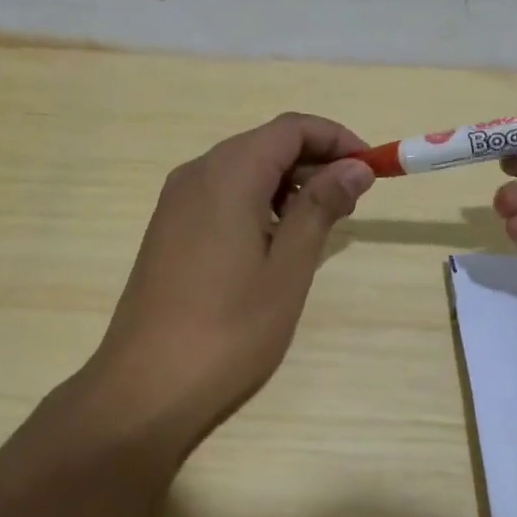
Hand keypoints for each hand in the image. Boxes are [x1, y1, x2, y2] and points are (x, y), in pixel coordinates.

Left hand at [83, 113, 374, 447]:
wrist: (145, 387)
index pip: (291, 128)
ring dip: (287, 185)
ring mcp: (175, 203)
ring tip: (319, 226)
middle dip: (314, 162)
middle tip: (352, 202)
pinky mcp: (167, 231)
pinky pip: (220, 196)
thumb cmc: (228, 329)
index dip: (337, 139)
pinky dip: (257, 203)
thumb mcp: (287, 268)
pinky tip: (274, 243)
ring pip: (242, 170)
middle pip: (265, 144)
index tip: (372, 169)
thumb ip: (320, 207)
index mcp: (227, 174)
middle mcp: (196, 175)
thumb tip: (355, 165)